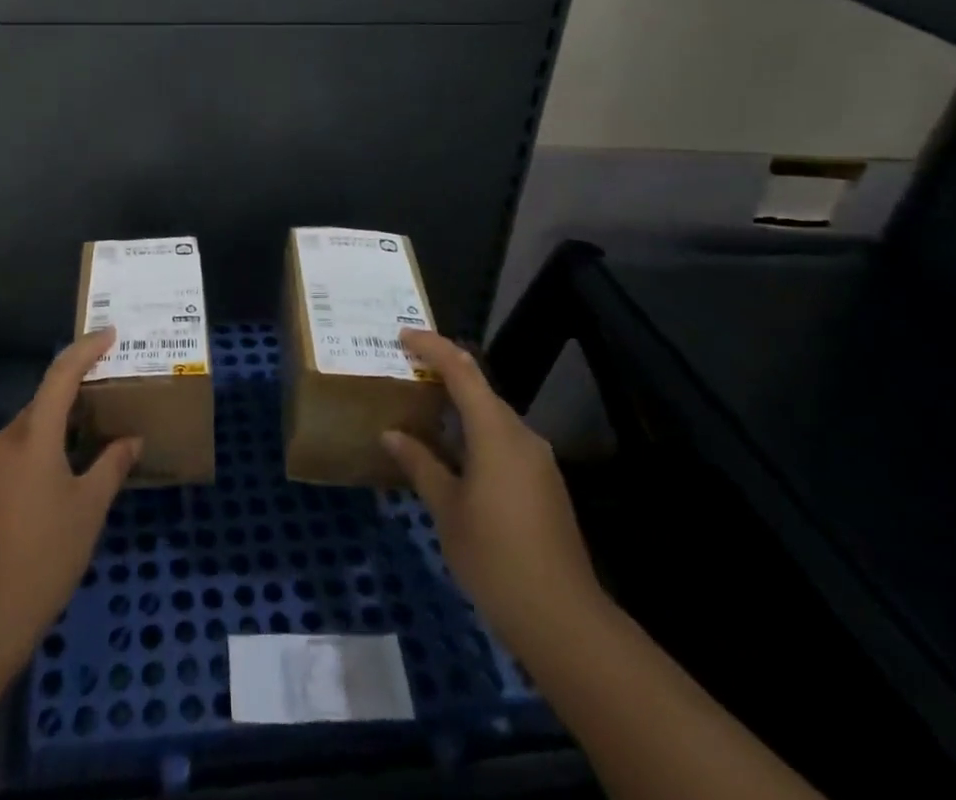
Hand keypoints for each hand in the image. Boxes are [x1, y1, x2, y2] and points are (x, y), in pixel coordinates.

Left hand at [0, 328, 140, 658]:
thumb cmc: (46, 555)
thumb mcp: (89, 509)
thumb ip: (111, 465)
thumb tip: (131, 440)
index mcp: (33, 436)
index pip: (61, 376)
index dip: (85, 349)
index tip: (109, 334)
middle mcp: (4, 440)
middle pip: (43, 403)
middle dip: (74, 395)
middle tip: (106, 398)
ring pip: (27, 430)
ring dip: (55, 428)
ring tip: (87, 442)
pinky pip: (13, 455)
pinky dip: (37, 453)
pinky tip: (55, 480)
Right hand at [382, 329, 603, 663]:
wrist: (563, 619)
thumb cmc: (495, 557)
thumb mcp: (446, 510)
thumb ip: (420, 464)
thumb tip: (392, 434)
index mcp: (496, 431)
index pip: (462, 370)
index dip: (433, 347)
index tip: (402, 335)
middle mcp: (521, 435)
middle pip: (480, 389)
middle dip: (444, 375)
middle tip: (406, 373)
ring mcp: (538, 461)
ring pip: (493, 417)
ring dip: (459, 407)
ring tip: (423, 411)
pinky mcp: (544, 485)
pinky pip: (504, 442)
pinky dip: (475, 434)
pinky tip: (454, 455)